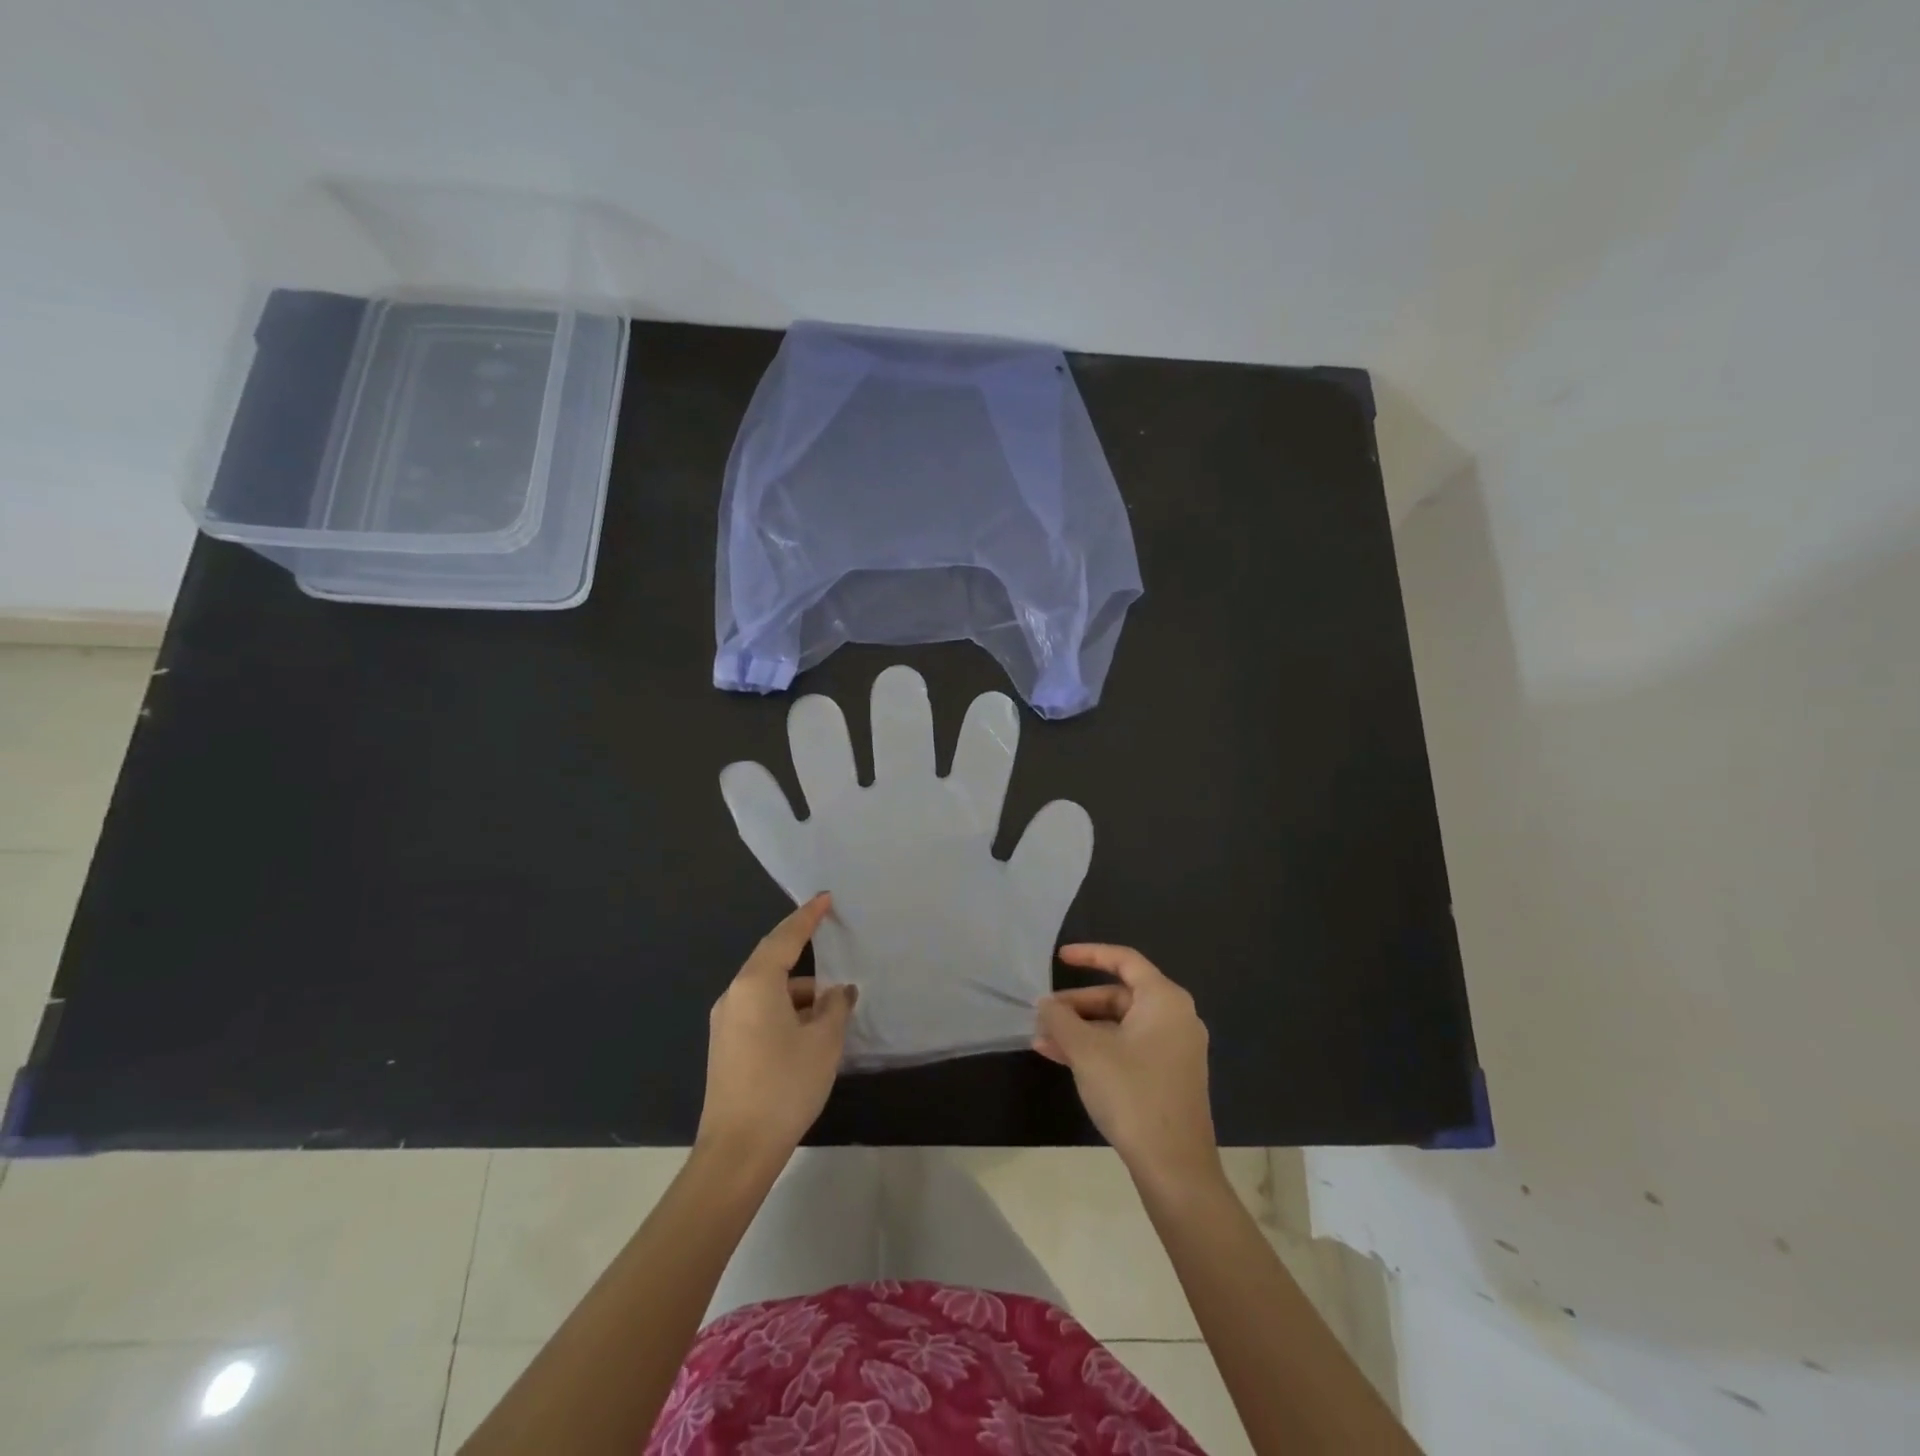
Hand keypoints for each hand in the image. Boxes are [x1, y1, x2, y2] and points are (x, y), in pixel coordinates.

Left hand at [698, 894, 856, 1165]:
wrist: (737, 1150)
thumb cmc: (784, 1086)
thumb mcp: (823, 1042)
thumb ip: (835, 1007)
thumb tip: (838, 992)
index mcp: (755, 984)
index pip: (785, 937)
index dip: (807, 916)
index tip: (824, 898)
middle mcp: (734, 995)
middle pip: (772, 961)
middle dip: (802, 952)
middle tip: (830, 941)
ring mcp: (725, 1022)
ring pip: (767, 990)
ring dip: (798, 991)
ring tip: (831, 1005)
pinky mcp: (725, 1047)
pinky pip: (759, 1011)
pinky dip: (785, 1010)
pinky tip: (808, 1031)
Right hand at [1034, 945, 1221, 1190]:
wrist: (1175, 1168)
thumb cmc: (1132, 1094)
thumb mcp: (1087, 1052)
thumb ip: (1061, 1020)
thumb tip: (1045, 1003)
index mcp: (1164, 1000)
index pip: (1124, 961)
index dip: (1090, 954)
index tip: (1059, 958)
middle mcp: (1175, 1017)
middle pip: (1119, 995)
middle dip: (1077, 1004)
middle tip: (1044, 1014)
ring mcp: (1174, 1048)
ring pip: (1119, 1025)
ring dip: (1081, 1030)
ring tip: (1042, 1040)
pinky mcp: (1167, 1076)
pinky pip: (1127, 1047)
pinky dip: (1097, 1048)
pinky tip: (1062, 1058)